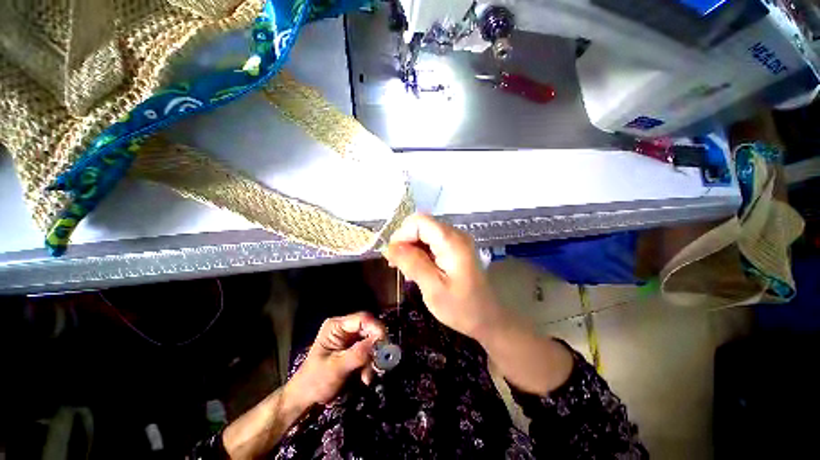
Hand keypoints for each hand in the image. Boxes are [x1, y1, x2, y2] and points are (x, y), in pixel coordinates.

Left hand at [287, 312, 385, 406]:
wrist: (305, 399)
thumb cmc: (315, 381)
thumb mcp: (336, 367)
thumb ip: (358, 353)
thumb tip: (378, 342)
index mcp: (336, 326)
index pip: (363, 319)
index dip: (376, 329)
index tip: (385, 344)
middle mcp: (345, 328)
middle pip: (369, 329)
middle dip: (375, 347)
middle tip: (379, 364)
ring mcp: (349, 339)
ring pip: (371, 342)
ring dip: (372, 359)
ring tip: (367, 377)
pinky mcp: (352, 349)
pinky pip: (368, 352)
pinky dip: (369, 364)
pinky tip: (365, 378)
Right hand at [384, 214, 507, 341]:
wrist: (487, 319)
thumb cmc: (461, 308)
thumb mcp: (433, 288)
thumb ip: (412, 263)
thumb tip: (391, 246)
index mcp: (452, 241)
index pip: (419, 221)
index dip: (402, 234)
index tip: (393, 256)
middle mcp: (455, 235)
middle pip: (422, 226)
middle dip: (405, 242)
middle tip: (396, 265)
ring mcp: (457, 241)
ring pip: (425, 234)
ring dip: (411, 248)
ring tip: (405, 270)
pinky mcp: (455, 249)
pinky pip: (432, 243)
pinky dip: (420, 253)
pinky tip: (417, 270)